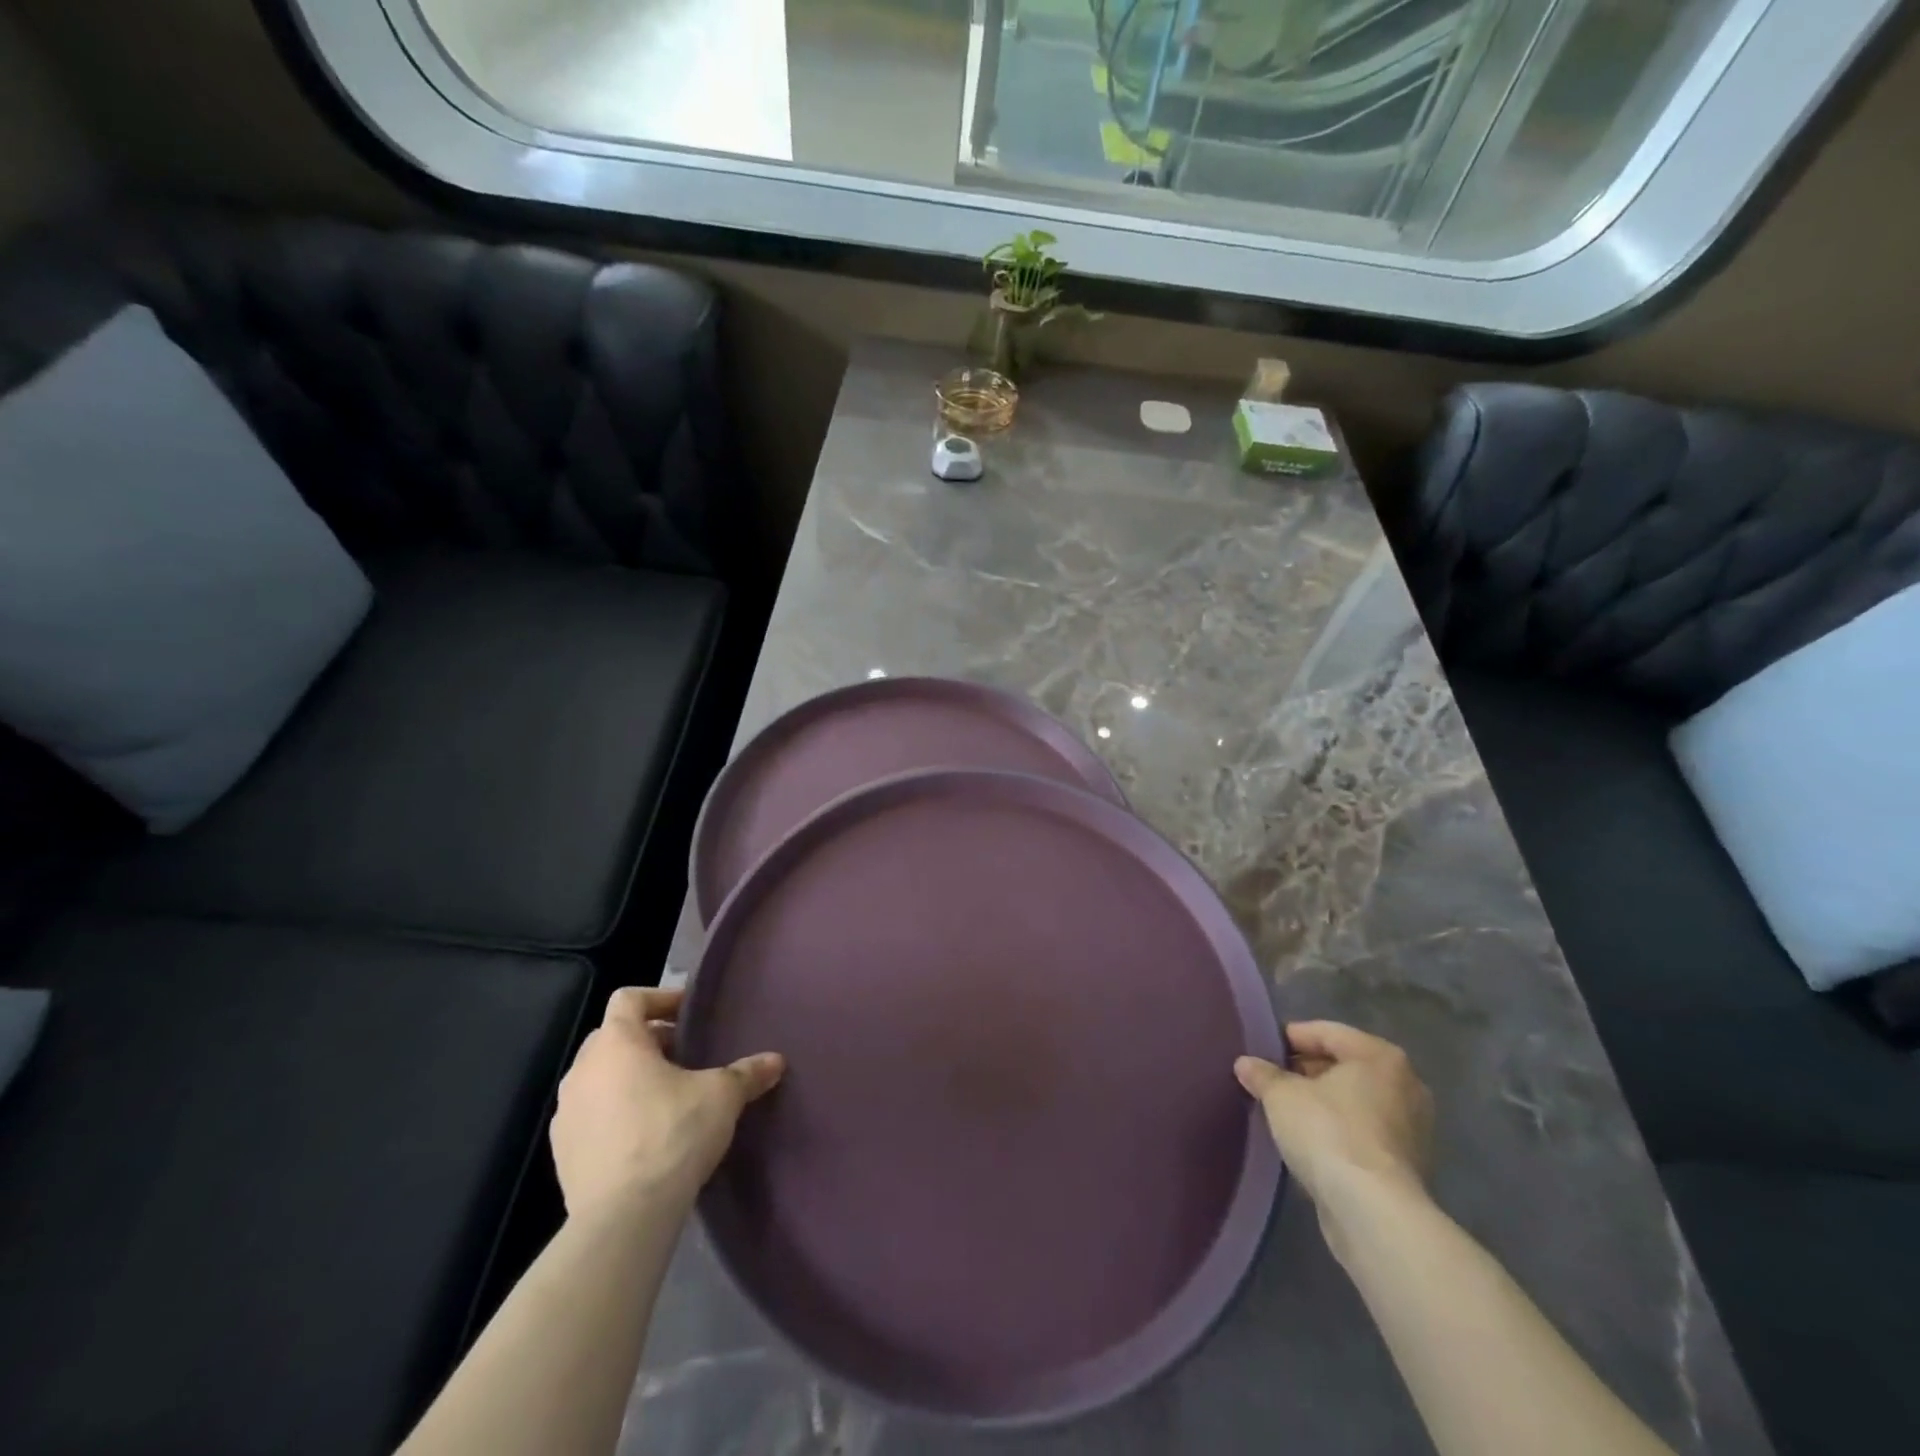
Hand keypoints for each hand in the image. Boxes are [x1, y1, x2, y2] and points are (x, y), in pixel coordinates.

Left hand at [550, 987, 783, 1220]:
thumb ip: (747, 1073)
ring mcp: (566, 1114)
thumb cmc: (673, 1134)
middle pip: (612, 1037)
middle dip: (648, 1041)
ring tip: (666, 1096)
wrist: (623, 1218)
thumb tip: (776, 1061)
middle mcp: (582, 1071)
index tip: (688, 1014)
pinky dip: (614, 1114)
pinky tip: (644, 1136)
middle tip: (683, 1054)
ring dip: (628, 1079)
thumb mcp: (722, 1096)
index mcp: (616, 1044)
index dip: (660, 998)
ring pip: (599, 1078)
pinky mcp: (562, 1154)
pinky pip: (590, 1117)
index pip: (629, 998)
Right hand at [1235, 1021, 1433, 1210]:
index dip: (1289, 1038)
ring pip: (1354, 1101)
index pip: (1325, 1032)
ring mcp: (1412, 1128)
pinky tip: (1308, 1141)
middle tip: (1270, 1081)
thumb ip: (1263, 1074)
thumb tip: (1246, 1064)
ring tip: (1284, 1111)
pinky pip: (1363, 1132)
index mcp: (1379, 1056)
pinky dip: (1338, 1131)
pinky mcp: (1407, 1165)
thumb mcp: (1281, 1095)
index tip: (1261, 1050)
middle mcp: (1405, 1084)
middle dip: (1306, 1071)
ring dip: (1322, 1103)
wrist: (1373, 1212)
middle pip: (1344, 1066)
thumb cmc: (1328, 1132)